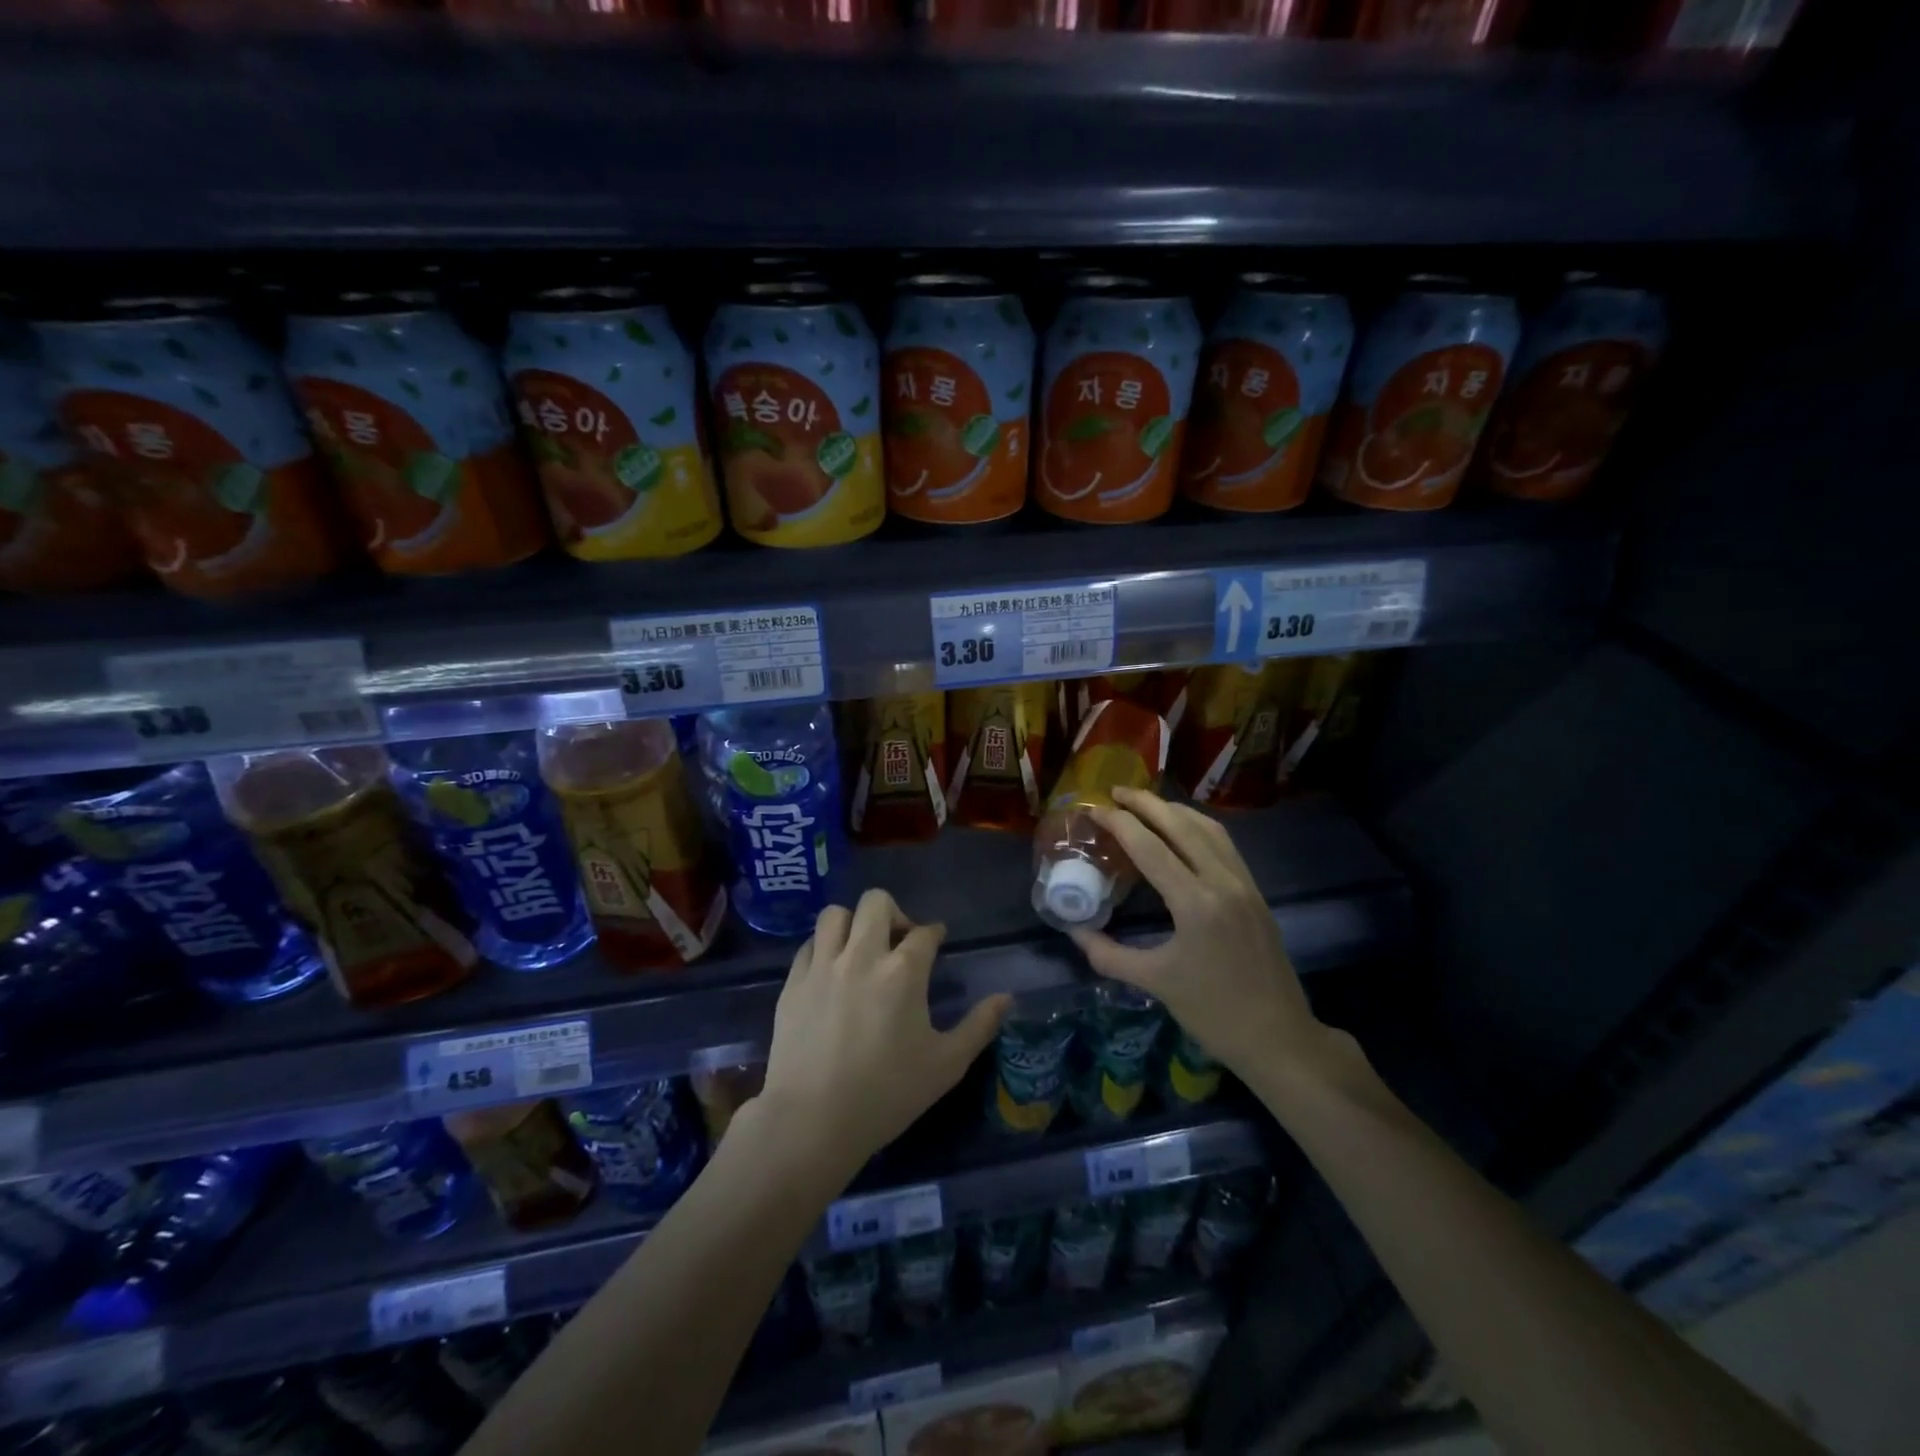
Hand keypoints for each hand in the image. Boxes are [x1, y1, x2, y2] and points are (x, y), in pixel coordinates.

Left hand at [757, 889, 1011, 1181]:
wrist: (812, 1121)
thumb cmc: (887, 1094)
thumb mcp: (946, 1065)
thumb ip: (979, 1026)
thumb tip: (1007, 997)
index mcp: (903, 971)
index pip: (924, 932)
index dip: (935, 933)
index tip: (937, 941)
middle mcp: (862, 956)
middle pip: (876, 902)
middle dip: (894, 913)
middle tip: (898, 942)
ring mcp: (822, 967)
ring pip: (835, 914)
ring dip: (853, 923)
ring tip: (861, 948)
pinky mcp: (793, 983)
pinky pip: (809, 945)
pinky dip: (824, 947)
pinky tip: (831, 970)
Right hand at [1070, 787, 1350, 1087]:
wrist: (1279, 1037)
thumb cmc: (1213, 1013)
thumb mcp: (1154, 983)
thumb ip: (1108, 954)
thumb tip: (1073, 930)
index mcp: (1195, 903)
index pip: (1149, 847)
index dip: (1118, 823)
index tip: (1093, 810)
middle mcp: (1222, 882)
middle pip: (1181, 825)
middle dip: (1145, 803)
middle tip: (1115, 792)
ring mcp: (1244, 884)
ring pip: (1208, 828)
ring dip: (1174, 810)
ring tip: (1144, 804)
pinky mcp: (1256, 892)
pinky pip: (1224, 845)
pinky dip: (1198, 827)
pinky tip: (1182, 830)